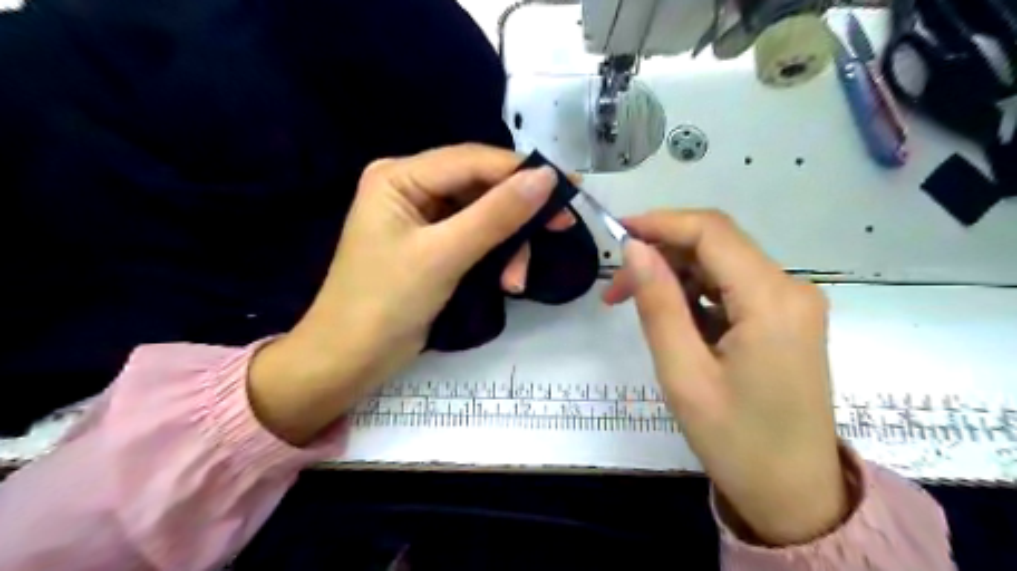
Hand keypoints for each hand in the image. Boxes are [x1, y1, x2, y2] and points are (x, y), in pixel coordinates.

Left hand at [245, 142, 564, 445]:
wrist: (350, 361)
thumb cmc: (385, 303)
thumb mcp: (444, 255)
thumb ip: (496, 215)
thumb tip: (546, 178)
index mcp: (400, 176)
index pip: (472, 161)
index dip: (522, 172)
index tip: (569, 188)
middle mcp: (411, 188)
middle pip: (481, 188)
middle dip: (517, 217)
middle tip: (560, 229)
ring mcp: (423, 219)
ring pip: (484, 216)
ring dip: (508, 246)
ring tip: (516, 282)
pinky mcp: (433, 247)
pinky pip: (476, 239)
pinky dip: (495, 258)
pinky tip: (506, 282)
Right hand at [603, 211, 850, 544]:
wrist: (795, 496)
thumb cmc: (736, 442)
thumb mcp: (684, 373)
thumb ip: (658, 304)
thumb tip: (634, 249)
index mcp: (772, 300)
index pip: (711, 232)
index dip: (660, 222)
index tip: (615, 234)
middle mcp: (791, 289)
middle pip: (717, 244)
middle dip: (662, 254)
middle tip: (615, 289)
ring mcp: (791, 303)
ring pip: (721, 264)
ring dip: (675, 275)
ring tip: (635, 306)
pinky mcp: (784, 318)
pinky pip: (732, 287)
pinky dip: (695, 294)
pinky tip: (674, 320)